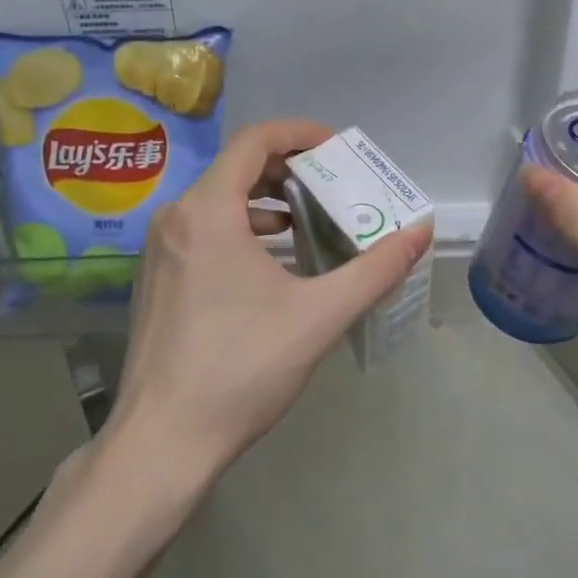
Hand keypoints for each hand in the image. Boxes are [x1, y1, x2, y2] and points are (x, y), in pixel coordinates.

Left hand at [107, 120, 433, 485]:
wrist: (162, 443)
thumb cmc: (240, 369)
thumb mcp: (319, 316)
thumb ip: (375, 269)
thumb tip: (420, 232)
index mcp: (208, 210)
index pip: (255, 140)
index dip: (300, 134)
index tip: (337, 151)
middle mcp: (176, 217)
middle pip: (237, 167)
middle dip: (289, 170)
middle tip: (333, 188)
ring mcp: (160, 248)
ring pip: (219, 200)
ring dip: (266, 201)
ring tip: (310, 222)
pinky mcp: (157, 277)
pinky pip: (204, 229)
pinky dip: (243, 228)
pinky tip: (273, 262)